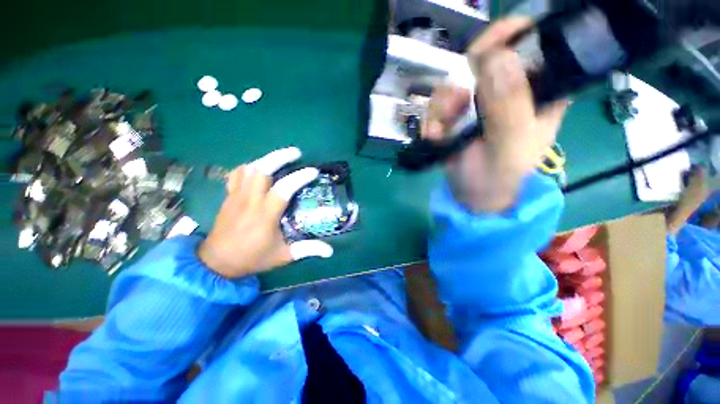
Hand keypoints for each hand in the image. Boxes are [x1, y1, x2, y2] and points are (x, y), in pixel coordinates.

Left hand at [198, 147, 332, 278]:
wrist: (217, 262)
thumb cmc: (253, 258)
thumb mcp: (283, 256)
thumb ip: (307, 250)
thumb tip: (330, 251)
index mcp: (265, 215)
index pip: (283, 189)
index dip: (300, 177)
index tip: (313, 171)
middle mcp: (250, 201)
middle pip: (262, 170)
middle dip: (280, 157)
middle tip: (296, 153)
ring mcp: (237, 196)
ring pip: (249, 169)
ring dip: (266, 159)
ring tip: (281, 157)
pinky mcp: (229, 196)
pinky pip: (237, 174)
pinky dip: (249, 166)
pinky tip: (259, 167)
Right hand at [423, 18, 568, 212]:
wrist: (471, 195)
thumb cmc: (500, 175)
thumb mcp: (511, 142)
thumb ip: (508, 104)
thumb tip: (496, 57)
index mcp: (539, 91)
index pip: (534, 43)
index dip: (510, 35)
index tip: (485, 47)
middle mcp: (507, 90)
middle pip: (485, 57)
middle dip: (464, 77)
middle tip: (457, 100)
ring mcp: (477, 102)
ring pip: (454, 81)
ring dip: (442, 106)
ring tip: (443, 130)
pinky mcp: (454, 115)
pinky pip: (437, 104)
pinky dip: (431, 120)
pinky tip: (435, 137)